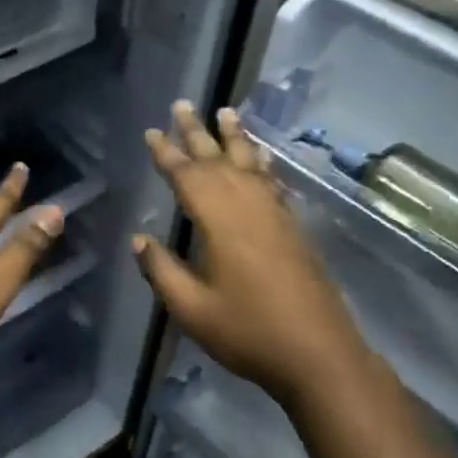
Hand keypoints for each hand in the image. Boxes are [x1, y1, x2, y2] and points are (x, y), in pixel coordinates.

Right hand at [134, 102, 386, 412]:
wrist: (318, 353)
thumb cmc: (248, 332)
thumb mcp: (192, 309)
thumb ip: (162, 270)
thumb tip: (140, 238)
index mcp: (220, 222)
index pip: (188, 177)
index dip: (167, 154)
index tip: (152, 131)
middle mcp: (249, 207)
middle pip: (219, 160)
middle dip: (197, 132)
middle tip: (182, 105)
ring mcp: (276, 215)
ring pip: (251, 165)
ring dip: (236, 138)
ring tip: (226, 112)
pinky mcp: (294, 228)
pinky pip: (273, 182)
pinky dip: (263, 163)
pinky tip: (261, 158)